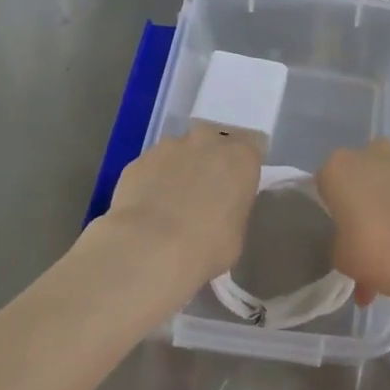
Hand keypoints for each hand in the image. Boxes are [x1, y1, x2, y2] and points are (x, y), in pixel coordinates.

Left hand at [101, 126, 261, 292]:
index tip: (234, 188)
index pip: (250, 150)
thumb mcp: (237, 234)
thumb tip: (220, 210)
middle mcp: (208, 142)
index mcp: (241, 158)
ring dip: (177, 169)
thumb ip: (232, 210)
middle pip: (212, 142)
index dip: (240, 169)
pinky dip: (151, 181)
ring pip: (178, 152)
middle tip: (202, 191)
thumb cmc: (208, 246)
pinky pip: (151, 167)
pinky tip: (146, 208)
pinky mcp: (138, 160)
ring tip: (169, 203)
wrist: (151, 248)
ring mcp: (169, 147)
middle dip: (208, 160)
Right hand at [317, 140, 389, 303]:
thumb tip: (354, 239)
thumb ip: (342, 240)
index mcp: (340, 167)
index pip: (329, 181)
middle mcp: (376, 150)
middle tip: (379, 230)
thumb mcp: (343, 258)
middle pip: (367, 168)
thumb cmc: (380, 255)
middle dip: (371, 192)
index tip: (347, 228)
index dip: (337, 206)